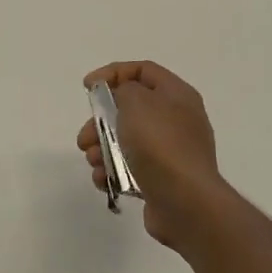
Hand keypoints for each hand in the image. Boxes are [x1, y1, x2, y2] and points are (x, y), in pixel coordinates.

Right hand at [77, 60, 235, 260]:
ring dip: (101, 148)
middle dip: (101, 121)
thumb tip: (122, 98)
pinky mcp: (162, 179)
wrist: (186, 202)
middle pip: (130, 108)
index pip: (143, 70)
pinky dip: (112, 171)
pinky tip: (103, 179)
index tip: (87, 86)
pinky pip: (130, 167)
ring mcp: (171, 152)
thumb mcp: (136, 102)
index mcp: (177, 95)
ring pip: (126, 140)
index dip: (113, 72)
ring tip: (93, 161)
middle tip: (85, 135)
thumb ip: (123, 89)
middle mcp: (177, 120)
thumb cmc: (160, 143)